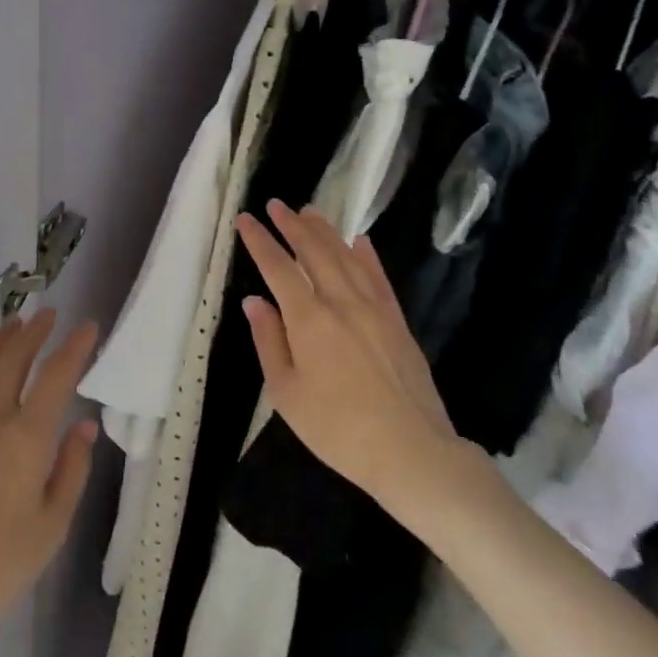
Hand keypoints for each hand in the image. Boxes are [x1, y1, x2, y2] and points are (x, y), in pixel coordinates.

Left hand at [0, 310, 97, 641]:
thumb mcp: (51, 526)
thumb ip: (71, 469)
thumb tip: (85, 425)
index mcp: (26, 437)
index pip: (56, 376)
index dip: (74, 347)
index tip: (88, 326)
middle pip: (14, 360)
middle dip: (35, 333)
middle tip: (49, 314)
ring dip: (1, 341)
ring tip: (15, 323)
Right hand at [236, 201, 471, 521]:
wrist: (412, 451)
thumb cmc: (338, 429)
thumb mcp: (287, 393)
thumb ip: (269, 342)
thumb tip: (254, 301)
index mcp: (309, 319)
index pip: (278, 268)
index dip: (259, 241)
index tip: (246, 219)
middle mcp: (341, 302)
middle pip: (314, 252)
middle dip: (291, 225)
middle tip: (276, 205)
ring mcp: (374, 308)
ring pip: (346, 257)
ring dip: (325, 231)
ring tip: (309, 211)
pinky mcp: (397, 321)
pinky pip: (379, 277)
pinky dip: (366, 255)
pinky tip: (360, 240)